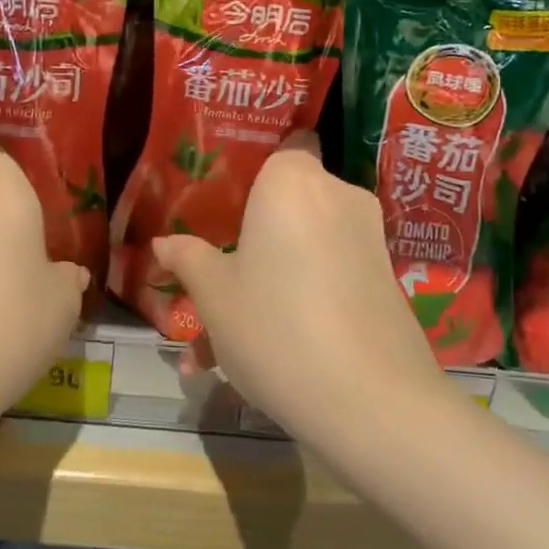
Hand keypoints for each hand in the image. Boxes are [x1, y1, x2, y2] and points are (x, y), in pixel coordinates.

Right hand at [151, 131, 444, 442]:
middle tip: (210, 286)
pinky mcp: (385, 278)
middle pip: (283, 206)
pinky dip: (297, 301)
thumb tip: (163, 244)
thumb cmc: (275, 328)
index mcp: (292, 180)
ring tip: (218, 349)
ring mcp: (367, 237)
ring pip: (301, 250)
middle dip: (245, 245)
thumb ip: (188, 259)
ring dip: (264, 285)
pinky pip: (327, 275)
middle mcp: (337, 195)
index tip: (218, 204)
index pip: (277, 146)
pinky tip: (263, 358)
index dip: (248, 172)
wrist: (372, 402)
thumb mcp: (215, 296)